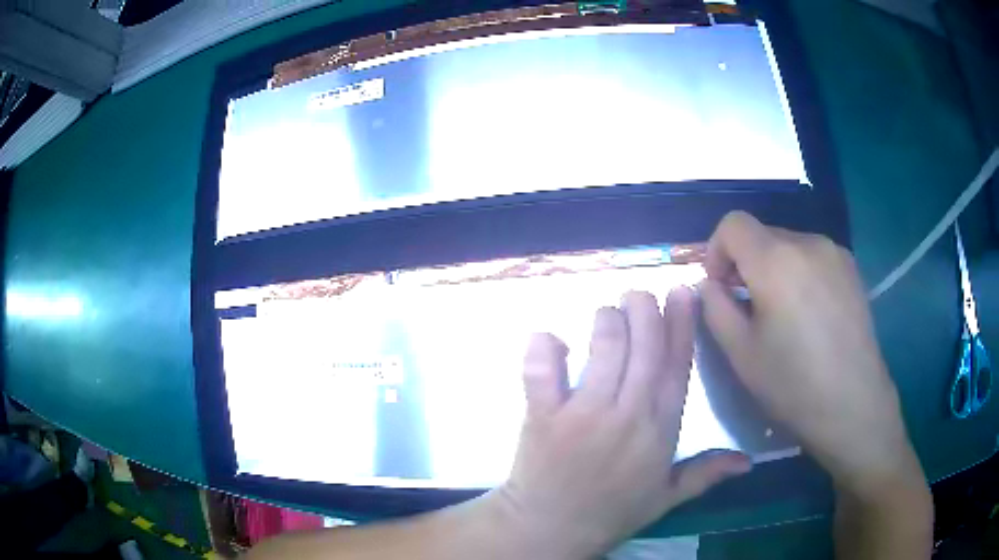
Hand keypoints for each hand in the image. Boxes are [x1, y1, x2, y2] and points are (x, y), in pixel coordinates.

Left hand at [485, 289, 750, 558]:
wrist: (552, 529)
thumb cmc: (612, 512)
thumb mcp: (666, 497)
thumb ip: (706, 473)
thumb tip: (749, 461)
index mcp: (660, 430)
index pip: (677, 367)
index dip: (682, 326)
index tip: (683, 292)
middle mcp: (628, 415)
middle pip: (645, 349)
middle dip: (646, 310)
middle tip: (642, 293)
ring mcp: (583, 415)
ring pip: (605, 351)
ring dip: (609, 321)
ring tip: (610, 310)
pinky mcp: (543, 417)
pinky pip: (541, 374)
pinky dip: (543, 350)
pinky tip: (548, 336)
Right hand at [699, 211, 924, 498]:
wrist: (853, 403)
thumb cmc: (793, 384)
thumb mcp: (740, 353)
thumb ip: (715, 307)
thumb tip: (710, 284)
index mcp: (776, 261)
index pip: (733, 223)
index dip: (716, 250)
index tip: (721, 288)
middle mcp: (807, 242)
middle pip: (761, 233)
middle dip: (745, 263)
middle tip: (749, 307)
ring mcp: (834, 252)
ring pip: (788, 244)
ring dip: (774, 268)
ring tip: (783, 313)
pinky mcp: (851, 267)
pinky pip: (812, 255)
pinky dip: (799, 272)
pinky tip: (809, 312)